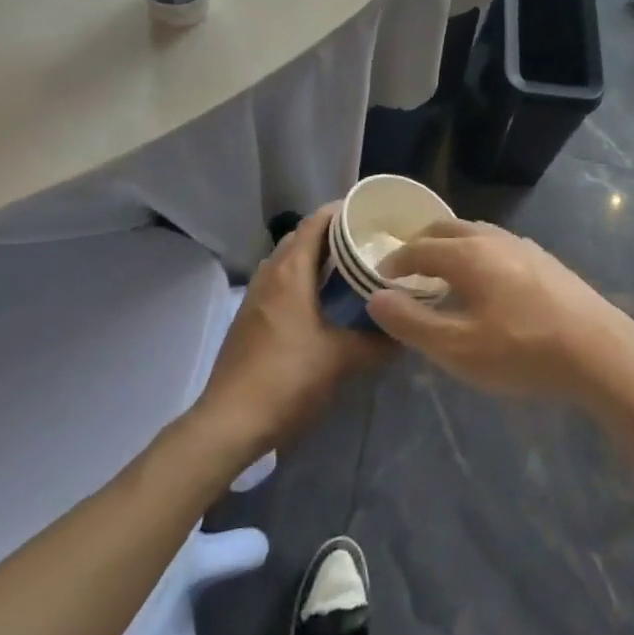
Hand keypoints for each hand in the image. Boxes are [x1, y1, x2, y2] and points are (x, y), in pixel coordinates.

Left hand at [194, 206, 386, 460]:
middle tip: (364, 242)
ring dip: (313, 257)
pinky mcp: (248, 318)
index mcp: (291, 272)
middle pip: (301, 237)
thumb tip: (404, 332)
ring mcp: (254, 296)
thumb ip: (377, 342)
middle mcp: (270, 274)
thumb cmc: (288, 379)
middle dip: (331, 234)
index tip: (370, 214)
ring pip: (287, 260)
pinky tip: (320, 302)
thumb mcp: (342, 359)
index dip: (341, 211)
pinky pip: (278, 281)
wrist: (229, 423)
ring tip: (346, 269)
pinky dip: (300, 278)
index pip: (315, 222)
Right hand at [367, 220, 633, 402]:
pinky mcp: (544, 260)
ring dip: (451, 246)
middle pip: (447, 229)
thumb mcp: (458, 348)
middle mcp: (493, 238)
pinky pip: (497, 244)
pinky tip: (485, 281)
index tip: (380, 275)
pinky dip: (476, 253)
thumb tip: (377, 298)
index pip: (419, 247)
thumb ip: (412, 323)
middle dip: (421, 243)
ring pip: (475, 233)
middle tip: (406, 266)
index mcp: (467, 253)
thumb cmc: (521, 351)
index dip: (395, 260)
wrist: (598, 350)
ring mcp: (522, 246)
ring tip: (442, 272)